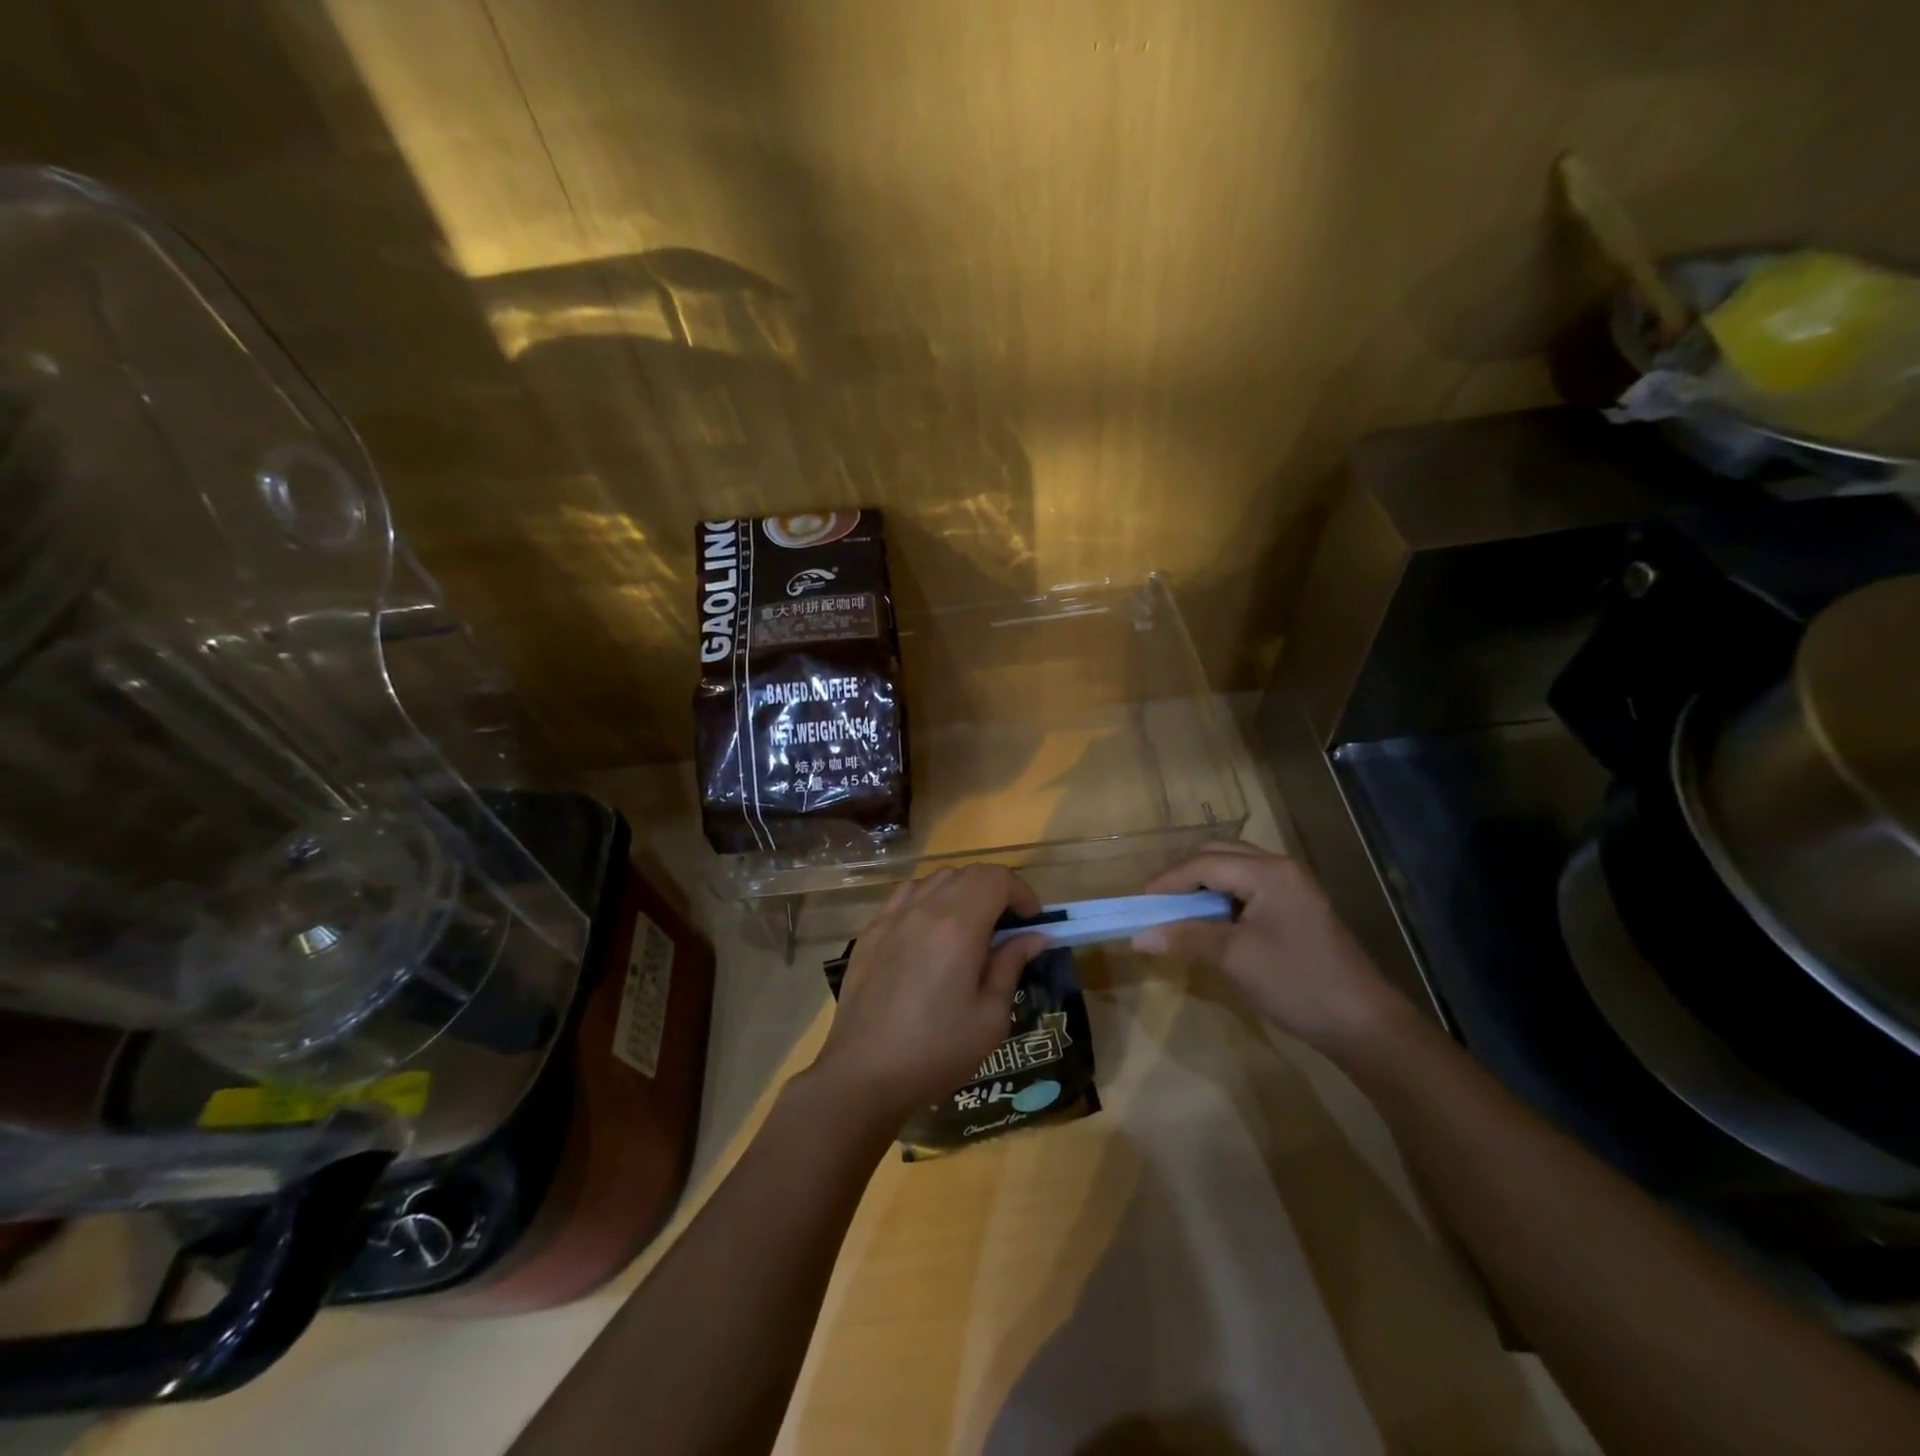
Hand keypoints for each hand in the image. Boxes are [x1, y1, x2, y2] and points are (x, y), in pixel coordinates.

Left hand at [812, 865, 1047, 1119]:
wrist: (863, 1074)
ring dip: (961, 891)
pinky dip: (928, 899)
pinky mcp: (870, 931)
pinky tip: (930, 932)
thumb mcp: (990, 1017)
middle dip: (996, 890)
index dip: (1021, 892)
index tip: (1032, 921)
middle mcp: (924, 909)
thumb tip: (1033, 937)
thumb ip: (1011, 966)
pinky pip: (906, 895)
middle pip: (967, 873)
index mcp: (958, 926)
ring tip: (970, 928)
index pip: (996, 878)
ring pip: (935, 879)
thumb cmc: (936, 1051)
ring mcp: (892, 917)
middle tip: (1007, 927)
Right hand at [1133, 842, 1404, 1050]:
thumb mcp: (1234, 958)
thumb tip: (1138, 937)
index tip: (1139, 905)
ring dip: (1202, 886)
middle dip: (1183, 876)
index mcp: (1269, 872)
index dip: (1167, 882)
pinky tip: (1210, 921)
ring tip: (1177, 912)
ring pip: (1234, 870)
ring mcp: (1293, 887)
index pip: (1204, 863)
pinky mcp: (1297, 907)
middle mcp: (1281, 868)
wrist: (1364, 1024)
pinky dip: (1222, 898)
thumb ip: (1185, 938)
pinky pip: (1249, 888)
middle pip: (1218, 855)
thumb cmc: (1297, 983)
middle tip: (1157, 904)